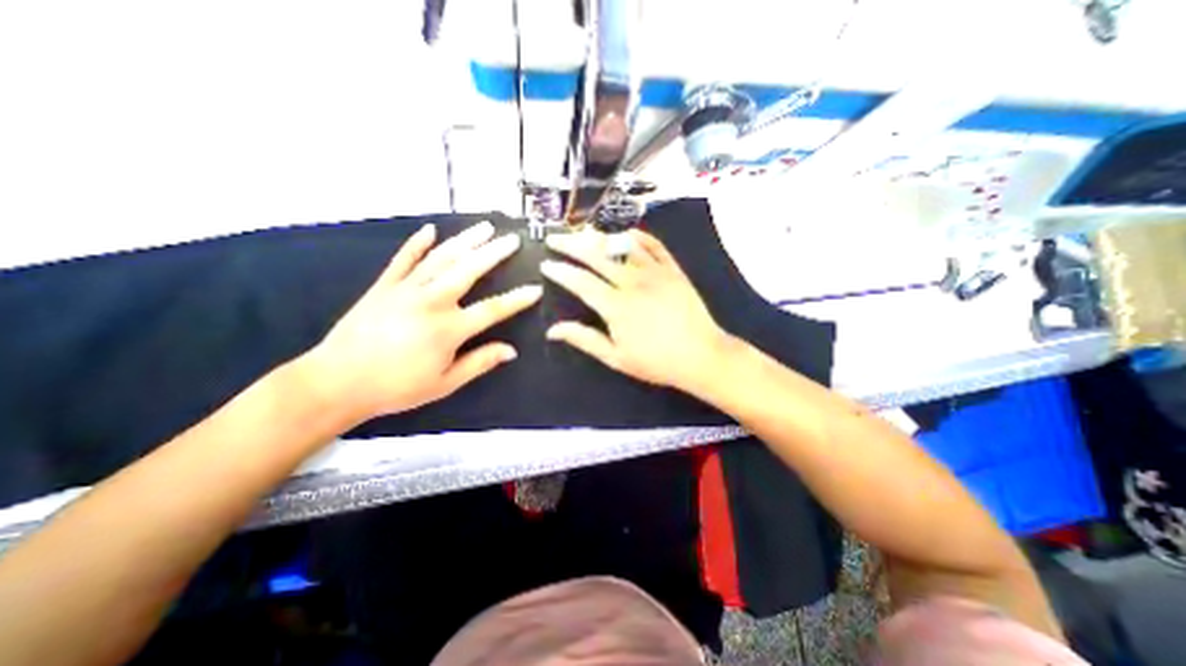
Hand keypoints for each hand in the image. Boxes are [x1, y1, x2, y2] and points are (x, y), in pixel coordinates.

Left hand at [304, 220, 544, 423]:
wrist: (336, 382)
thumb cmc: (396, 387)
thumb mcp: (445, 383)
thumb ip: (480, 363)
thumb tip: (511, 351)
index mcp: (449, 328)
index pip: (493, 309)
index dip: (517, 300)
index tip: (535, 289)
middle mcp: (431, 301)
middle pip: (469, 270)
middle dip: (494, 253)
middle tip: (512, 240)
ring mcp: (406, 289)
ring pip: (442, 257)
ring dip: (465, 240)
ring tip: (485, 227)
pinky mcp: (384, 285)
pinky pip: (403, 259)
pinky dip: (417, 243)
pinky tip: (430, 230)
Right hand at [542, 229, 737, 396]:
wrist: (701, 355)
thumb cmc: (657, 362)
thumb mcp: (616, 358)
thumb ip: (584, 339)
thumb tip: (553, 330)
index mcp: (616, 305)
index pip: (580, 281)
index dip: (560, 271)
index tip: (545, 263)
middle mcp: (633, 282)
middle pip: (597, 255)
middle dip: (571, 244)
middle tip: (555, 238)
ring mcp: (655, 272)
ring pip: (622, 245)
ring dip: (600, 236)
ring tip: (584, 232)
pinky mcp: (673, 269)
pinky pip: (653, 245)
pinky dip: (637, 236)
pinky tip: (625, 233)